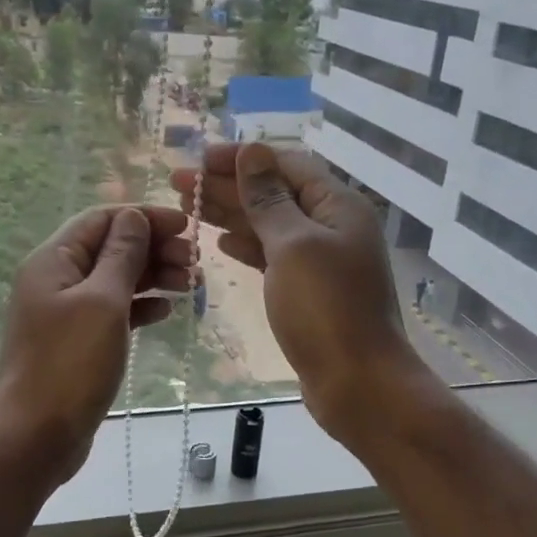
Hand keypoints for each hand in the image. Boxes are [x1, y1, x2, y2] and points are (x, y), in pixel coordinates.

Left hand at [0, 205, 194, 482]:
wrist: (34, 437)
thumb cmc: (69, 364)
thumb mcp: (102, 302)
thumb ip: (122, 255)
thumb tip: (135, 216)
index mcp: (53, 260)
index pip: (102, 219)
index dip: (145, 217)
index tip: (187, 225)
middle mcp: (56, 279)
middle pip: (110, 248)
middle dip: (154, 248)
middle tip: (196, 263)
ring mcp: (65, 312)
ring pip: (115, 280)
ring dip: (153, 277)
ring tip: (192, 284)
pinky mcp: (76, 342)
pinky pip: (112, 311)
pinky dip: (140, 306)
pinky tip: (165, 310)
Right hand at [172, 143, 427, 438]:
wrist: (358, 384)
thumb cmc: (326, 309)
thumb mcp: (293, 246)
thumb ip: (269, 199)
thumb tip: (253, 152)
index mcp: (337, 206)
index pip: (286, 164)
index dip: (242, 159)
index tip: (198, 160)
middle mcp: (332, 227)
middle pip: (275, 193)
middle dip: (227, 186)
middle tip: (178, 183)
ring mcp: (321, 261)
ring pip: (270, 225)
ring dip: (231, 214)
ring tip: (188, 208)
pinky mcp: (309, 291)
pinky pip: (273, 256)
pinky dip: (247, 246)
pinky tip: (220, 242)